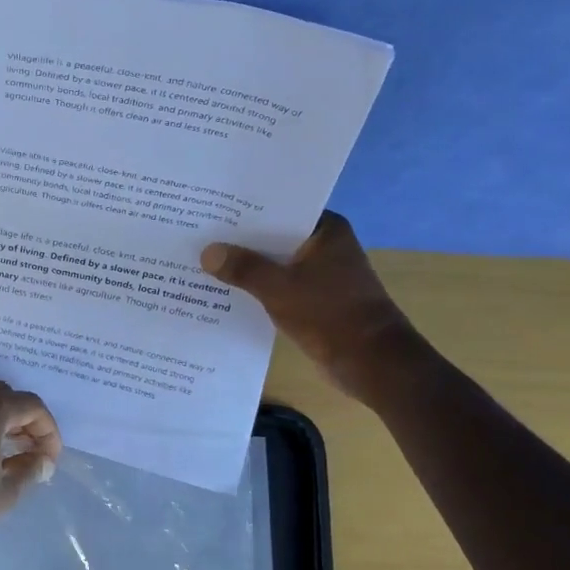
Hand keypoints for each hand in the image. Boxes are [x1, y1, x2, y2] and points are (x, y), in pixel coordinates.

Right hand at [201, 211, 421, 405]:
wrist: (371, 361)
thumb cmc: (329, 314)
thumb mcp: (279, 288)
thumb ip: (243, 268)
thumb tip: (207, 252)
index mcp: (326, 230)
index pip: (280, 208)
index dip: (246, 209)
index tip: (212, 207)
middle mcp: (324, 246)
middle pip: (273, 236)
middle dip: (240, 239)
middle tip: (198, 233)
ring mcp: (320, 274)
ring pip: (274, 263)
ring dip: (246, 266)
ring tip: (203, 260)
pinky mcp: (314, 300)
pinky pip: (277, 286)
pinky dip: (256, 288)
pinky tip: (224, 290)